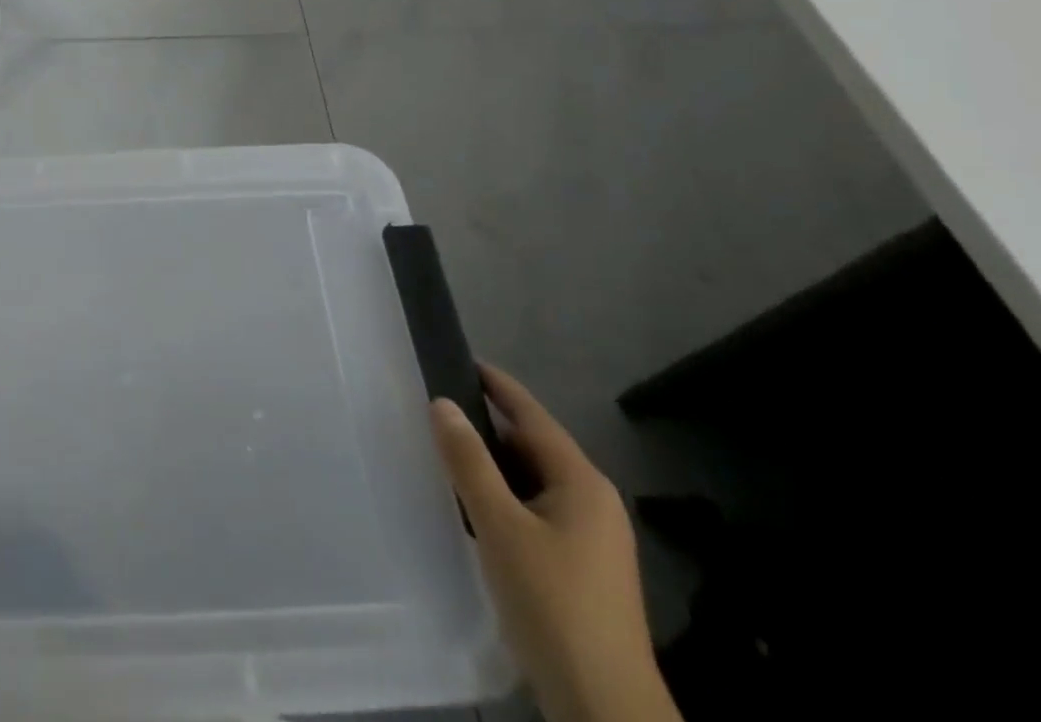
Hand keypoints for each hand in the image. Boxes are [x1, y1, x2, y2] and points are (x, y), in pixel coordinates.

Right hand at [430, 365, 680, 721]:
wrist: (606, 708)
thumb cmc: (552, 603)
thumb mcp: (500, 525)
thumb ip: (469, 461)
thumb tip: (443, 403)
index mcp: (582, 483)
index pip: (533, 415)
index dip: (498, 385)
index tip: (462, 358)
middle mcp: (594, 502)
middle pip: (534, 447)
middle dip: (489, 427)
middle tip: (439, 409)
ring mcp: (594, 539)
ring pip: (534, 482)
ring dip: (495, 466)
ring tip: (448, 452)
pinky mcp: (585, 569)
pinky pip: (538, 511)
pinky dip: (506, 498)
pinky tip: (476, 508)